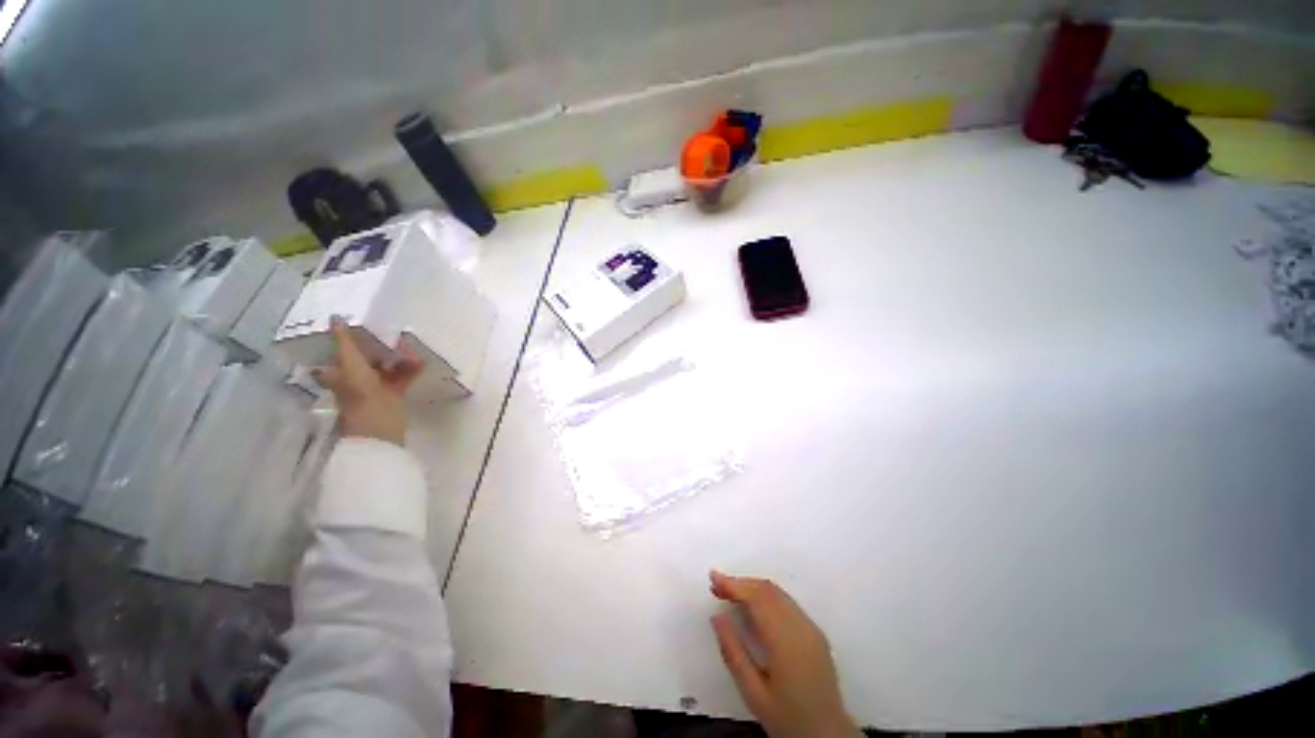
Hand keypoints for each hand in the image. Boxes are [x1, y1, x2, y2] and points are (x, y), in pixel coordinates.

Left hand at [314, 320, 422, 445]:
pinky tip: (420, 361)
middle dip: (379, 345)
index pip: (340, 349)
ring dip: (397, 356)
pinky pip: (401, 377)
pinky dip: (409, 369)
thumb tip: (334, 317)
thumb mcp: (351, 368)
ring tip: (410, 346)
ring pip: (385, 366)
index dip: (345, 336)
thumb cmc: (362, 398)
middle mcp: (354, 379)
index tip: (356, 321)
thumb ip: (344, 344)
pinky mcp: (393, 395)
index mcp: (339, 372)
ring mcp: (374, 388)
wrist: (381, 431)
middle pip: (365, 357)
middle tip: (392, 332)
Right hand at [710, 571, 857, 737]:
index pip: (757, 599)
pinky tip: (752, 605)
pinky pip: (787, 602)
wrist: (829, 737)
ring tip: (729, 592)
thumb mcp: (753, 694)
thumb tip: (717, 616)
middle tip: (716, 585)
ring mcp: (811, 627)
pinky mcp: (815, 632)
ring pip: (778, 593)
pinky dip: (765, 596)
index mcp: (786, 641)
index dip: (733, 585)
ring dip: (752, 587)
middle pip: (767, 590)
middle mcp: (801, 626)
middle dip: (740, 583)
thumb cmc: (787, 718)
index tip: (713, 578)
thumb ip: (733, 653)